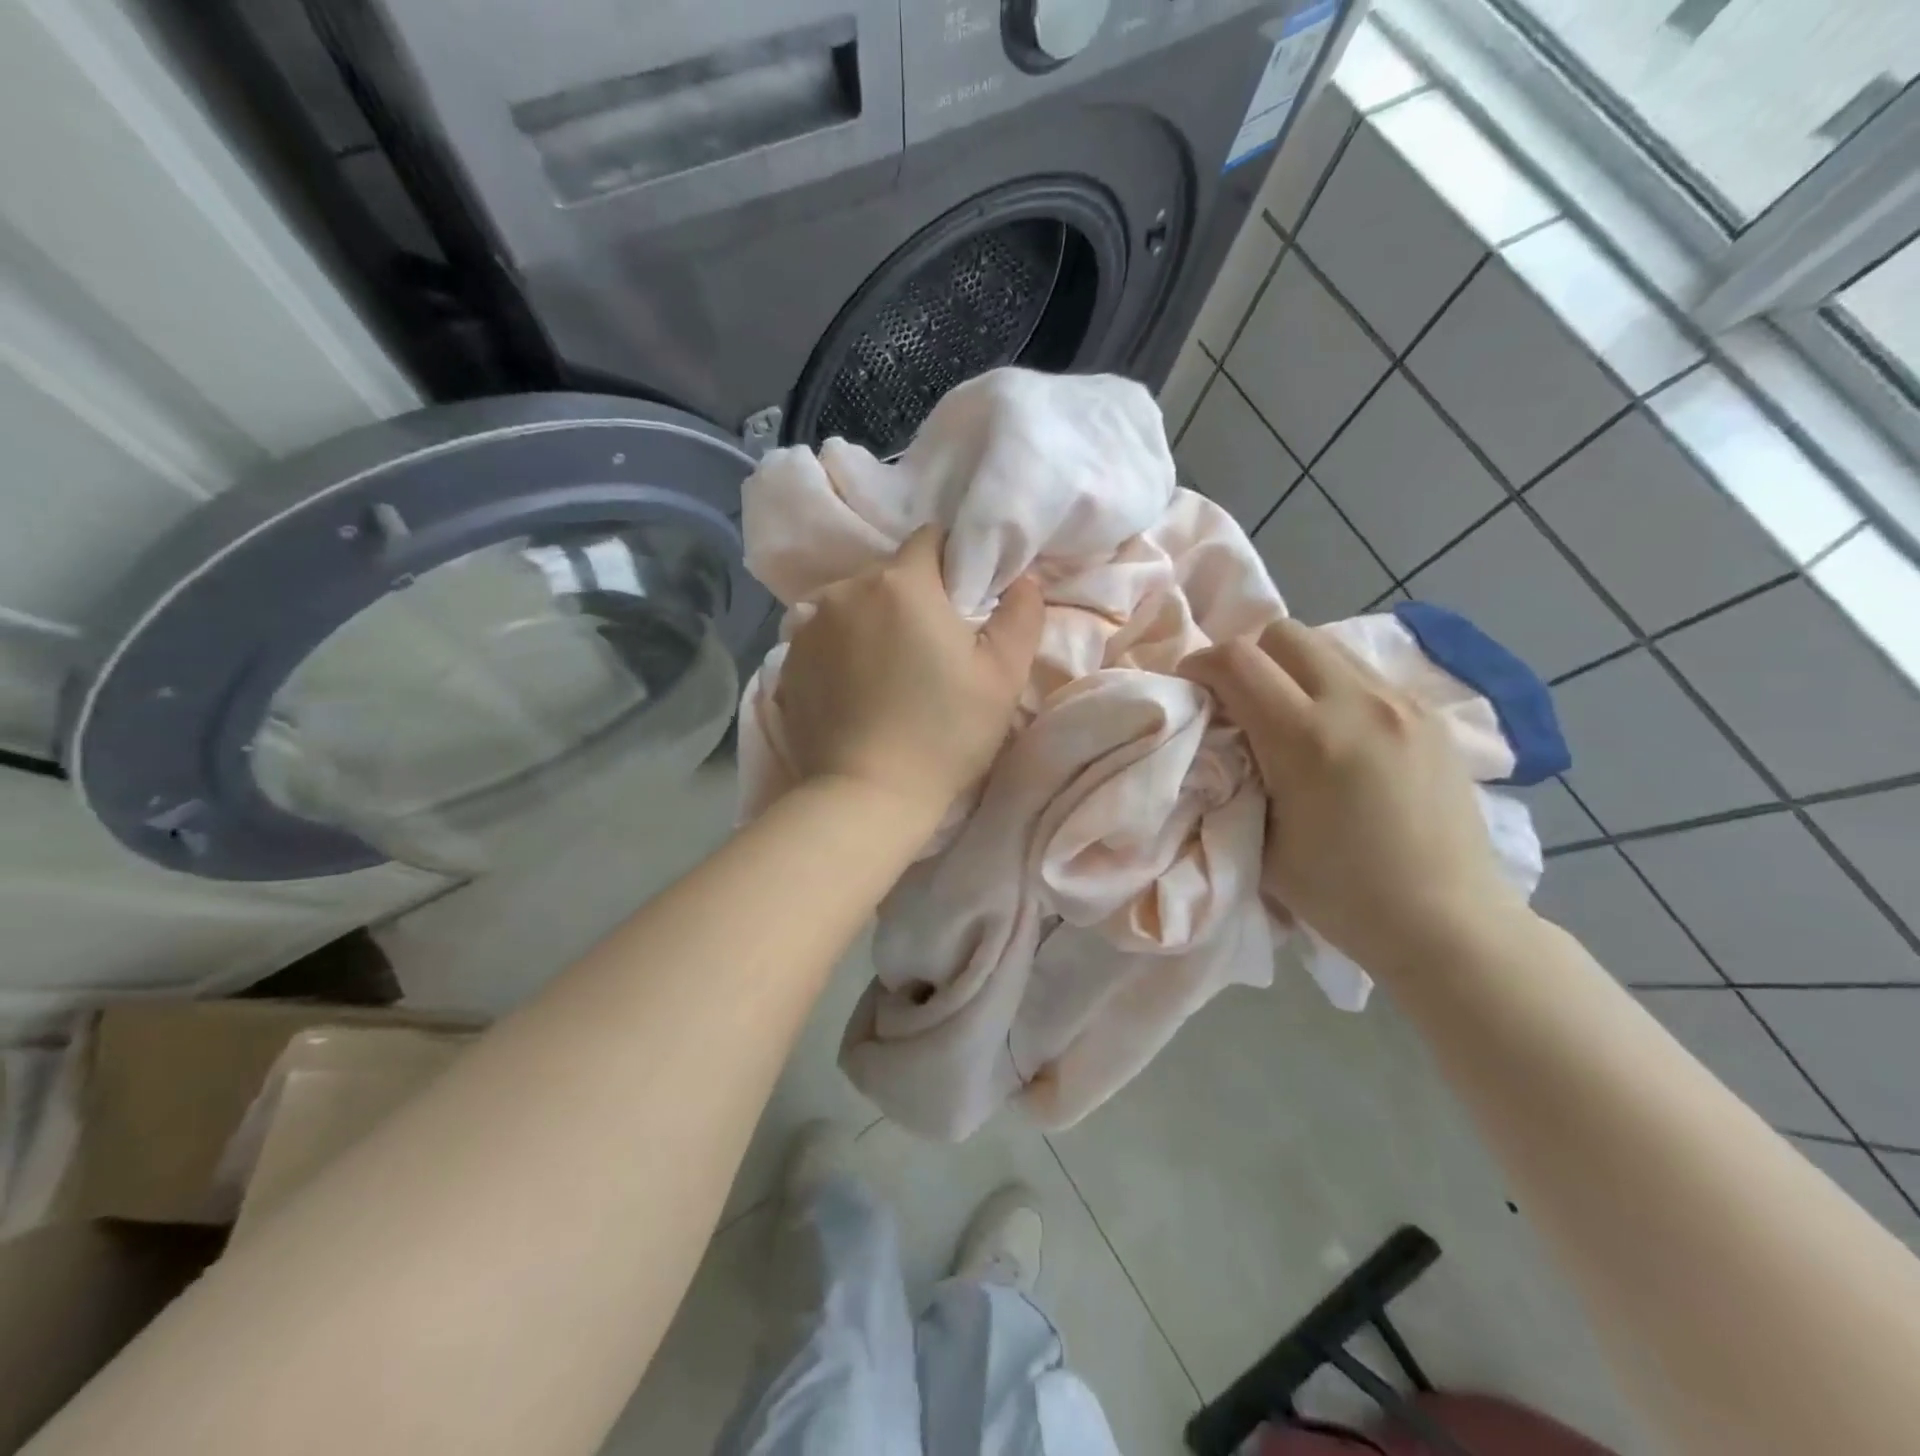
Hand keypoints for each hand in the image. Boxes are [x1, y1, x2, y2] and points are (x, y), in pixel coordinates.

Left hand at [775, 525, 1044, 824]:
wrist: (866, 795)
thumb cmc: (944, 734)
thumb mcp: (1003, 677)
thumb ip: (1021, 616)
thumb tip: (1023, 581)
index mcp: (903, 583)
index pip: (931, 540)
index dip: (953, 564)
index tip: (964, 602)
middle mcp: (848, 590)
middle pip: (890, 573)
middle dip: (913, 596)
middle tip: (932, 646)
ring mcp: (810, 625)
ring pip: (854, 603)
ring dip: (873, 621)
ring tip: (889, 670)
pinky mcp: (788, 661)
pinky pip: (825, 636)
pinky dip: (843, 648)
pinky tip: (857, 688)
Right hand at [1181, 619, 1527, 973]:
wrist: (1447, 923)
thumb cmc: (1342, 896)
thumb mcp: (1263, 842)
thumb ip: (1236, 778)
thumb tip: (1222, 741)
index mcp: (1308, 739)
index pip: (1237, 660)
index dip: (1200, 664)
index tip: (1190, 688)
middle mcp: (1358, 704)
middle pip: (1283, 633)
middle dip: (1246, 656)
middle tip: (1236, 699)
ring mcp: (1402, 704)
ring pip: (1326, 645)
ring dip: (1290, 667)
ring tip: (1285, 713)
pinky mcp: (1430, 715)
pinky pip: (1363, 674)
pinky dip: (1331, 685)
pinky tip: (1335, 733)